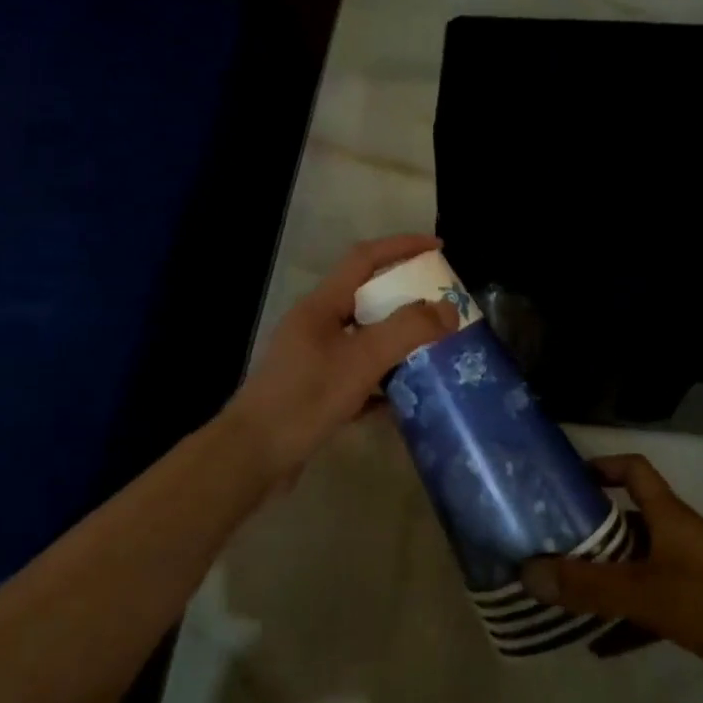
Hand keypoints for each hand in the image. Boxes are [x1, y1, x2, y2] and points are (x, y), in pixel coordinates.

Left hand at [225, 235, 459, 482]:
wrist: (253, 455)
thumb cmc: (305, 398)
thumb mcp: (361, 360)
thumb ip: (406, 330)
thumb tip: (448, 309)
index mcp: (321, 305)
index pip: (364, 259)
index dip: (401, 247)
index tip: (439, 247)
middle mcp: (316, 325)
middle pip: (366, 297)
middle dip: (405, 296)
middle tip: (443, 305)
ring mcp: (313, 359)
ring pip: (363, 338)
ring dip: (397, 340)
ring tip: (433, 348)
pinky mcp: (315, 391)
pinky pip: (357, 374)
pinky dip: (383, 378)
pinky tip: (406, 395)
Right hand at [521, 455, 702, 702]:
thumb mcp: (648, 594)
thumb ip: (589, 586)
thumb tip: (528, 571)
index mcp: (671, 517)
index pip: (634, 471)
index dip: (602, 466)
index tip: (564, 479)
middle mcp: (680, 538)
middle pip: (628, 522)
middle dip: (590, 534)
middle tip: (548, 547)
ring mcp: (695, 575)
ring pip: (638, 568)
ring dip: (605, 582)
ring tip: (564, 599)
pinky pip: (654, 608)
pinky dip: (628, 622)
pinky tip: (599, 648)